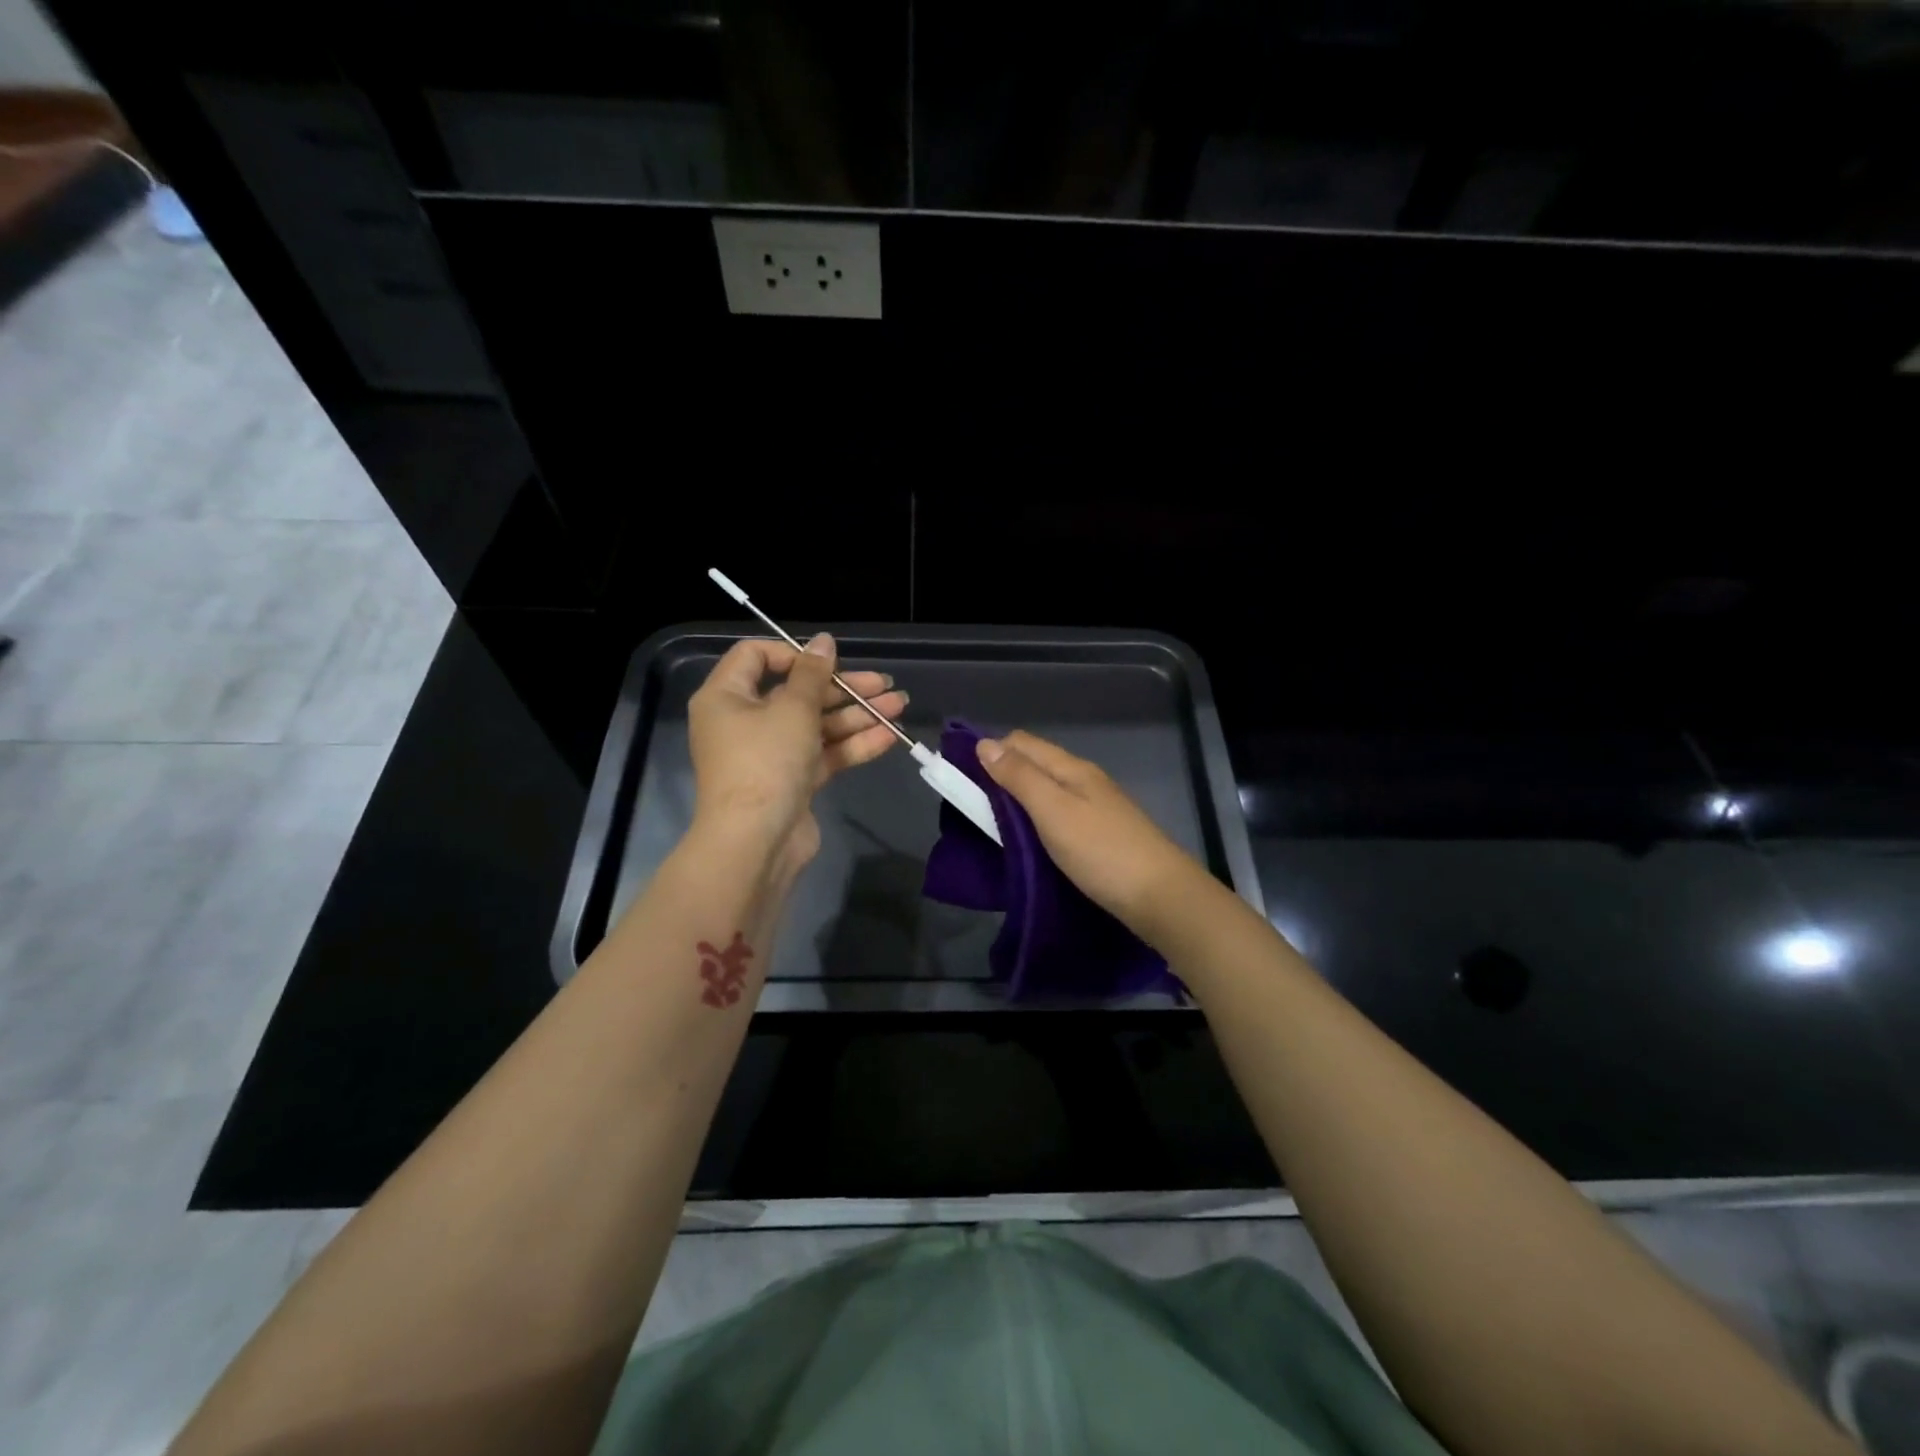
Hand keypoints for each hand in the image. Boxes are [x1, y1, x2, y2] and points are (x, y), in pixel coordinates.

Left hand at [688, 634, 904, 871]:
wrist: (756, 842)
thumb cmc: (765, 761)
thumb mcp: (792, 709)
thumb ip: (813, 673)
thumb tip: (823, 640)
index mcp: (727, 697)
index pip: (756, 657)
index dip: (795, 653)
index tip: (829, 661)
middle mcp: (745, 722)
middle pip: (797, 692)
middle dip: (844, 688)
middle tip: (884, 684)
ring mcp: (770, 754)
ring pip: (817, 724)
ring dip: (857, 715)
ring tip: (900, 705)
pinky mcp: (792, 781)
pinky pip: (824, 753)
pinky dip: (853, 744)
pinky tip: (889, 735)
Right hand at [975, 730, 1206, 942]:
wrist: (1161, 897)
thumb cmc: (1101, 851)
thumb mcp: (1053, 811)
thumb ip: (1020, 777)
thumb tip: (985, 744)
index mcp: (1071, 768)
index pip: (1020, 742)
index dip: (988, 751)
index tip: (959, 777)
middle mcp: (1083, 780)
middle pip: (1033, 764)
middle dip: (1000, 776)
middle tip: (969, 807)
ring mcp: (1095, 807)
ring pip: (1045, 790)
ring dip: (1017, 801)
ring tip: (991, 825)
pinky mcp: (1100, 834)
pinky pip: (1058, 814)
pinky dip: (1035, 820)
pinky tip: (1027, 840)